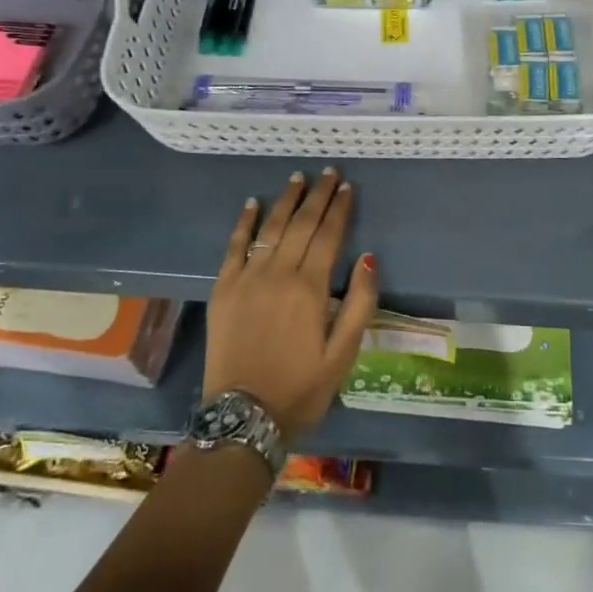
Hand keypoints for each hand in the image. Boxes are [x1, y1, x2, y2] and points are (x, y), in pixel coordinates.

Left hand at [204, 167, 379, 440]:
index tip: (347, 186)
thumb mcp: (343, 354)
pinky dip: (244, 222)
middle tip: (329, 172)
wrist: (243, 419)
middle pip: (302, 223)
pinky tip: (252, 203)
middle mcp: (279, 273)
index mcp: (310, 287)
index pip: (329, 235)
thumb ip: (359, 303)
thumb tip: (369, 257)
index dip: (340, 208)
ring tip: (298, 177)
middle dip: (318, 195)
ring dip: (286, 200)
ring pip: (270, 227)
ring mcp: (247, 278)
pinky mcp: (223, 288)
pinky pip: (234, 246)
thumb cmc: (300, 388)